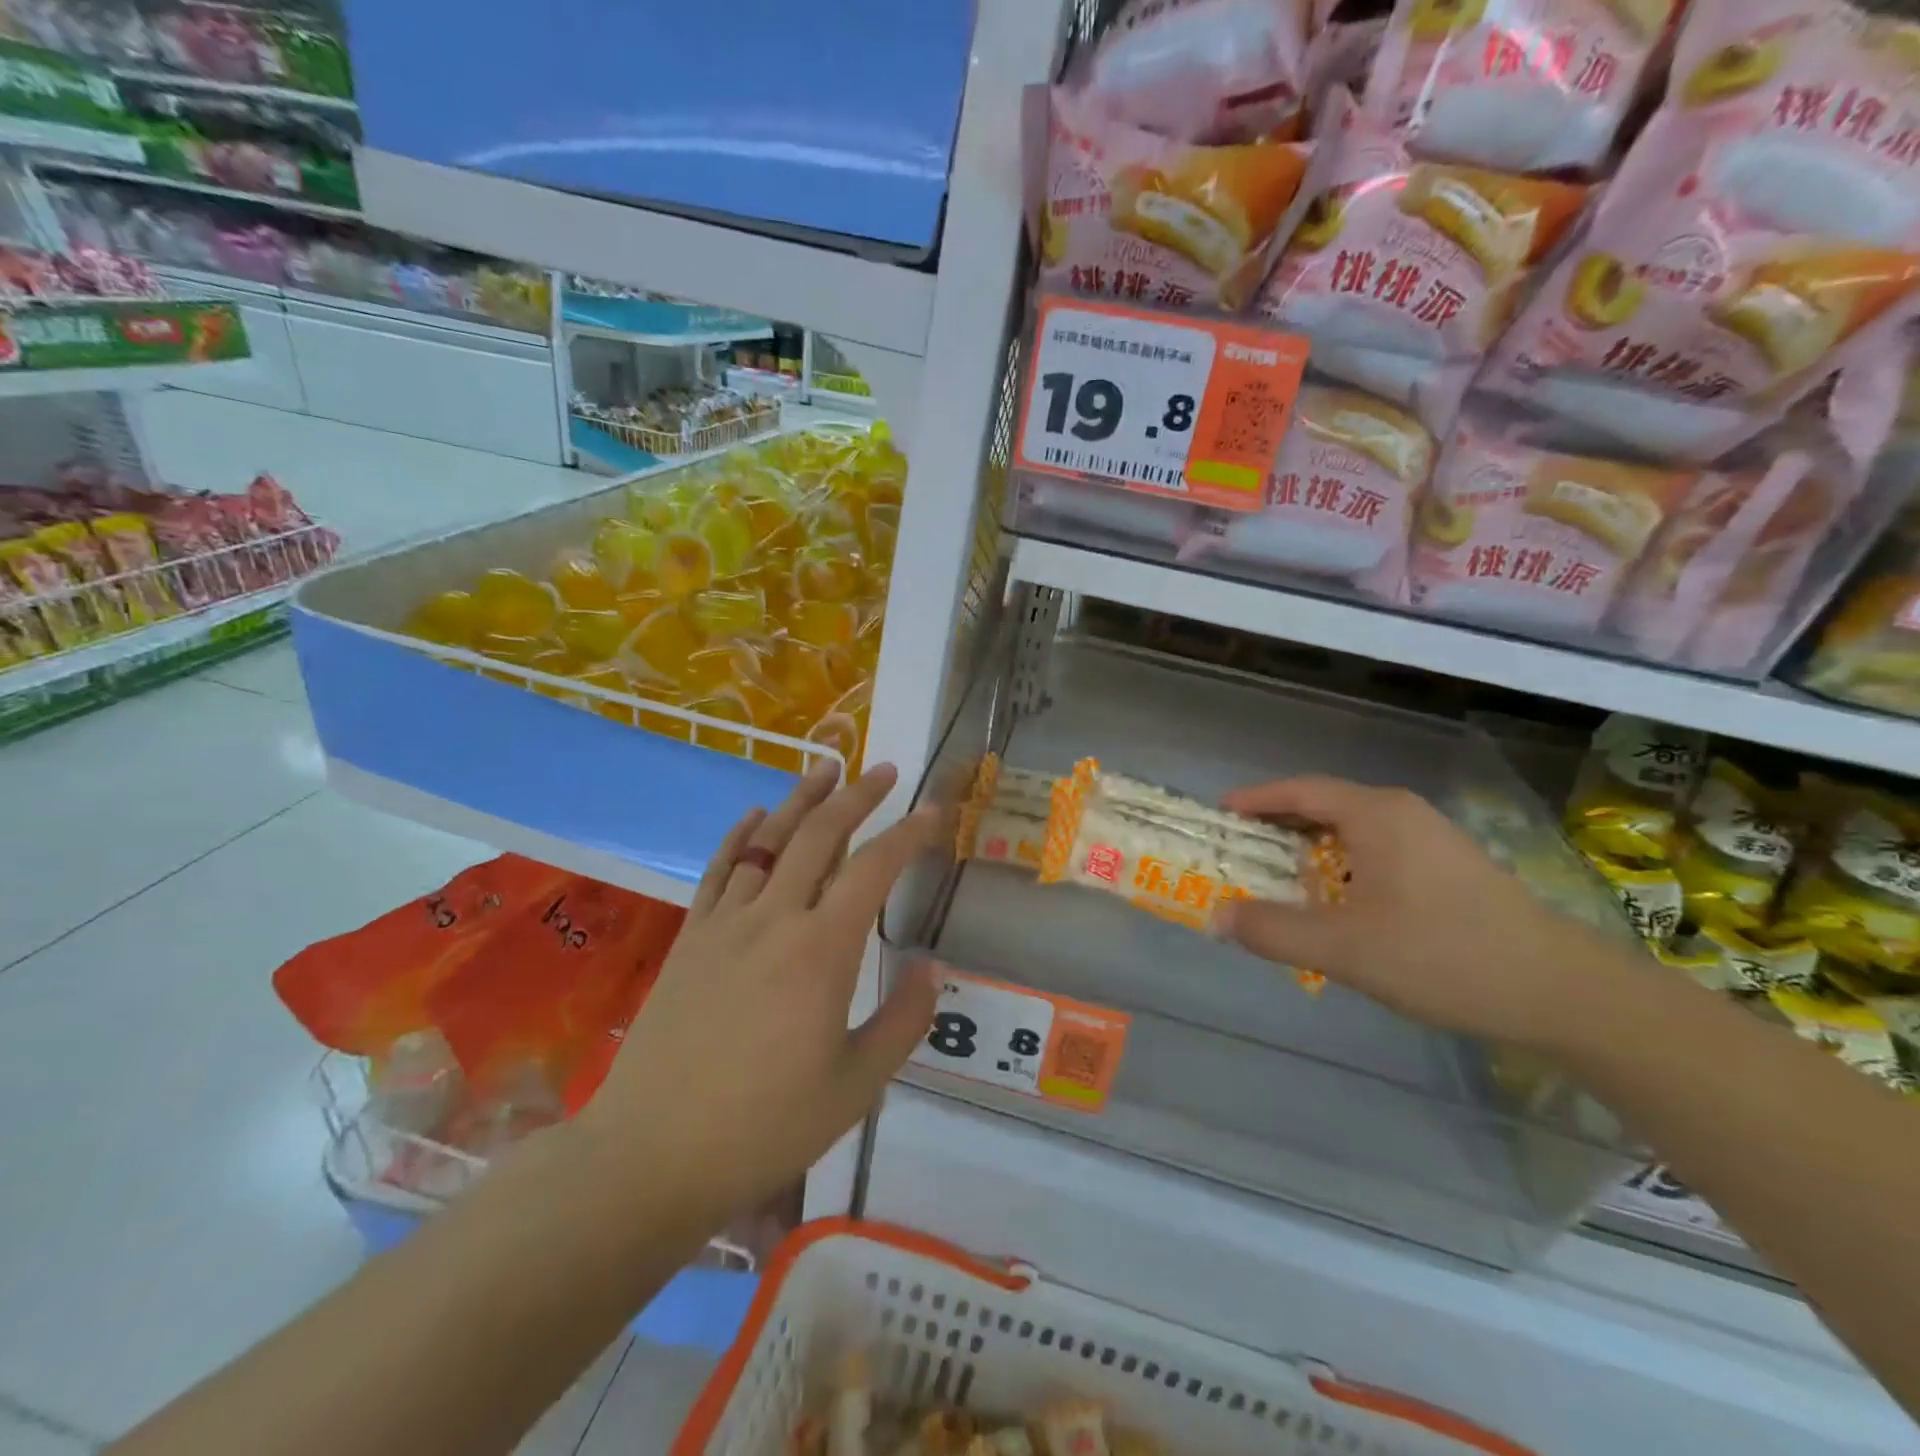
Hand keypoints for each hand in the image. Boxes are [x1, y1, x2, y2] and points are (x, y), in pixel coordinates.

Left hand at [578, 760, 939, 1225]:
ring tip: (826, 767)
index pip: (874, 870)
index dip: (908, 835)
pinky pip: (719, 871)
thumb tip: (932, 965)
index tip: (932, 813)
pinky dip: (740, 836)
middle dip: (856, 797)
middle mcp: (775, 919)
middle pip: (820, 836)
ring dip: (801, 800)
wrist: (651, 1155)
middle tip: (883, 771)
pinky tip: (754, 816)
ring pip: (768, 842)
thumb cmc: (765, 1127)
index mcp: (823, 950)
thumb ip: (903, 1019)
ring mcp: (726, 924)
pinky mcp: (691, 939)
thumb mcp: (856, 1085)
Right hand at [1217, 776, 1623, 1049]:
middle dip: (1276, 827)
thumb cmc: (1444, 956)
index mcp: (1376, 814)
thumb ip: (1273, 930)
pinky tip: (1337, 903)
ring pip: (1352, 831)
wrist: (1564, 993)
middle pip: (1324, 806)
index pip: (1299, 791)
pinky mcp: (1450, 867)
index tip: (1217, 816)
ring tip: (1277, 879)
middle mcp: (1403, 813)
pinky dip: (1341, 865)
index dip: (1254, 800)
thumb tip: (1216, 916)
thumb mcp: (1345, 948)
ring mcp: (1432, 838)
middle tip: (1237, 852)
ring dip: (1309, 849)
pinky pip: (1377, 851)